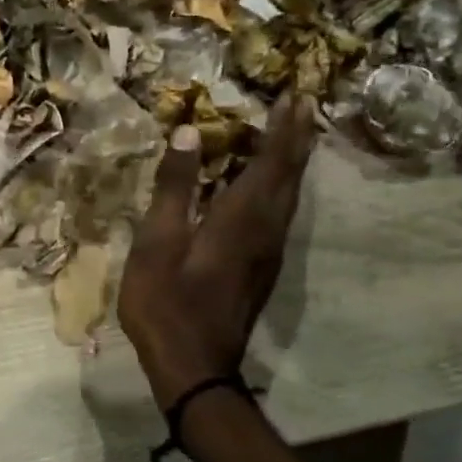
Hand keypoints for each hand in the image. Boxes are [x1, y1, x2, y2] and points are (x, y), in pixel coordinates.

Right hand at [119, 95, 316, 407]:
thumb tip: (192, 131)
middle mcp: (267, 229)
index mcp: (243, 217)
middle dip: (298, 137)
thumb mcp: (157, 241)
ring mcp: (269, 252)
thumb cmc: (166, 301)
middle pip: (290, 174)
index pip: (273, 160)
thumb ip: (175, 185)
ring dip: (294, 161)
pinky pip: (281, 213)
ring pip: (290, 196)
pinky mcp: (262, 268)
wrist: (193, 366)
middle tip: (303, 104)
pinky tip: (269, 185)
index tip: (295, 94)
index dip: (284, 126)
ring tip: (294, 134)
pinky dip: (282, 186)